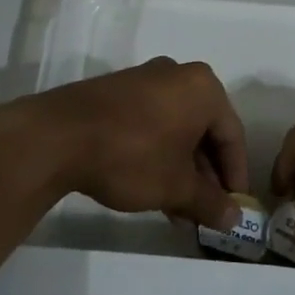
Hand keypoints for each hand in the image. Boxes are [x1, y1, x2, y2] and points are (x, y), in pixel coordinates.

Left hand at [11, 58, 248, 229]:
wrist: (58, 136)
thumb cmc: (132, 155)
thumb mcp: (176, 186)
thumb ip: (210, 202)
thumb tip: (234, 219)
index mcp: (204, 88)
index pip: (232, 135)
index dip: (235, 176)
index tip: (234, 207)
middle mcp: (179, 75)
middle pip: (204, 131)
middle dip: (206, 176)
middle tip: (205, 211)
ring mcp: (146, 80)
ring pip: (177, 130)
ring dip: (182, 170)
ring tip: (178, 210)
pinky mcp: (119, 92)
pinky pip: (152, 123)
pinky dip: (159, 154)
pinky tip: (152, 188)